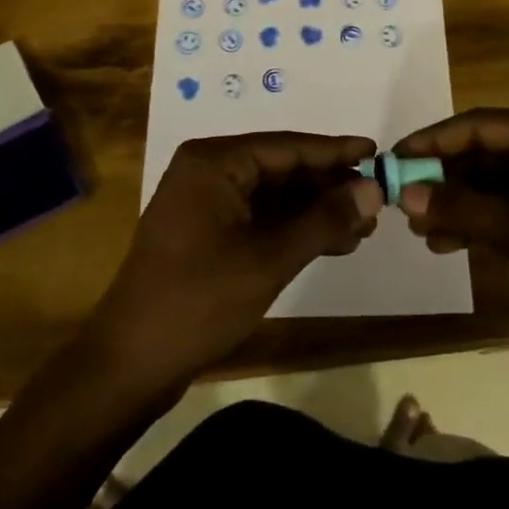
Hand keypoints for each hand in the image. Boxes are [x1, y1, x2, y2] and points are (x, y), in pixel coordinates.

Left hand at [87, 132, 382, 390]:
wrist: (131, 363)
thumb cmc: (198, 301)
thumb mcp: (268, 259)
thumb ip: (323, 220)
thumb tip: (374, 190)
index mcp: (214, 162)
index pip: (287, 146)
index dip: (335, 152)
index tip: (378, 153)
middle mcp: (208, 171)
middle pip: (282, 168)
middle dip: (328, 187)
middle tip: (375, 203)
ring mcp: (206, 202)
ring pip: (275, 195)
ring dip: (315, 211)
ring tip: (363, 229)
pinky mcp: (207, 232)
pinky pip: (260, 217)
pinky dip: (293, 229)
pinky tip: (331, 243)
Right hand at [395, 110, 508, 382]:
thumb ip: (465, 209)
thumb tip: (406, 195)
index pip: (482, 124)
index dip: (435, 139)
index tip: (395, 159)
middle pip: (484, 152)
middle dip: (443, 175)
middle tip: (403, 200)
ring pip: (491, 183)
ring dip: (456, 202)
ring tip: (420, 230)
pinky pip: (505, 210)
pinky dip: (476, 223)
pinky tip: (448, 244)